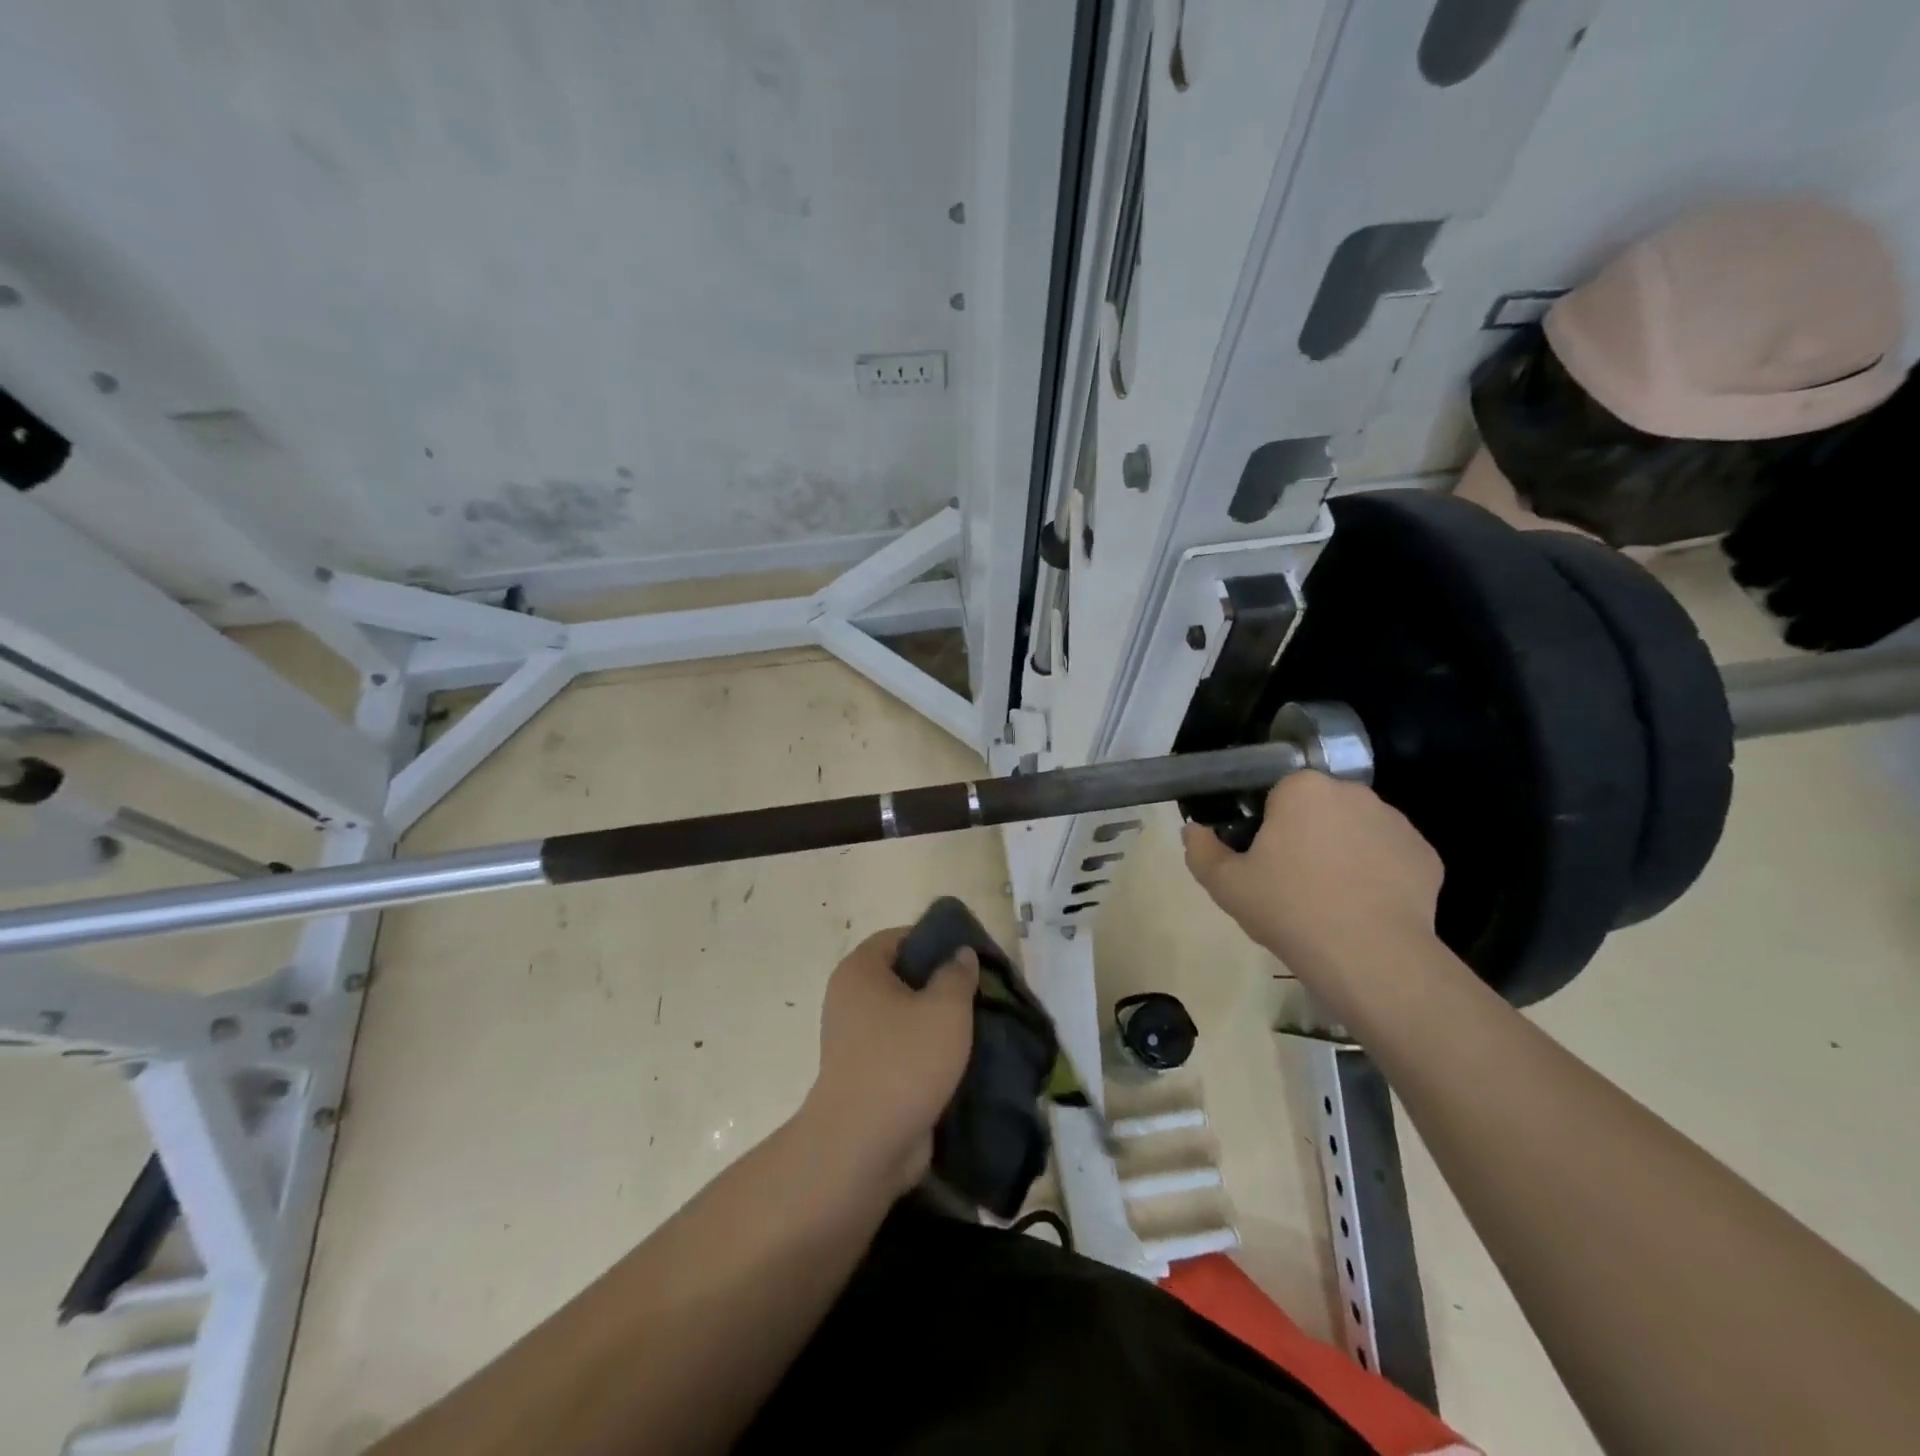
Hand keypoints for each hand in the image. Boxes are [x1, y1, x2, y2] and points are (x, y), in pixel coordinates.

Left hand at [798, 928, 978, 1195]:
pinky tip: (962, 1060)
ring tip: (979, 1026)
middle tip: (980, 991)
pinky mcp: (866, 1075)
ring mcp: (855, 1040)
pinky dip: (928, 1052)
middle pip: (903, 976)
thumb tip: (961, 954)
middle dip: (942, 983)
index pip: (898, 937)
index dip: (934, 940)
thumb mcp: (945, 1009)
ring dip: (938, 1021)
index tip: (969, 955)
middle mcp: (850, 998)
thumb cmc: (904, 1062)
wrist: (864, 1146)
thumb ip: (957, 974)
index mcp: (860, 971)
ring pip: (905, 1016)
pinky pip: (902, 1050)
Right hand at [1182, 772, 1443, 989]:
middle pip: (1319, 808)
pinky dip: (1377, 875)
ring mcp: (1397, 823)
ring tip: (1330, 899)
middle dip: (1306, 834)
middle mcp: (1353, 793)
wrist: (1370, 958)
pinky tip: (1363, 908)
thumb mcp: (1226, 885)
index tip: (1262, 861)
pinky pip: (1389, 857)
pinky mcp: (1426, 856)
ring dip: (1342, 852)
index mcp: (1303, 789)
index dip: (1266, 826)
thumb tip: (1192, 830)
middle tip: (1291, 880)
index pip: (1277, 794)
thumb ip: (1202, 851)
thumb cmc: (1290, 909)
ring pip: (1356, 831)